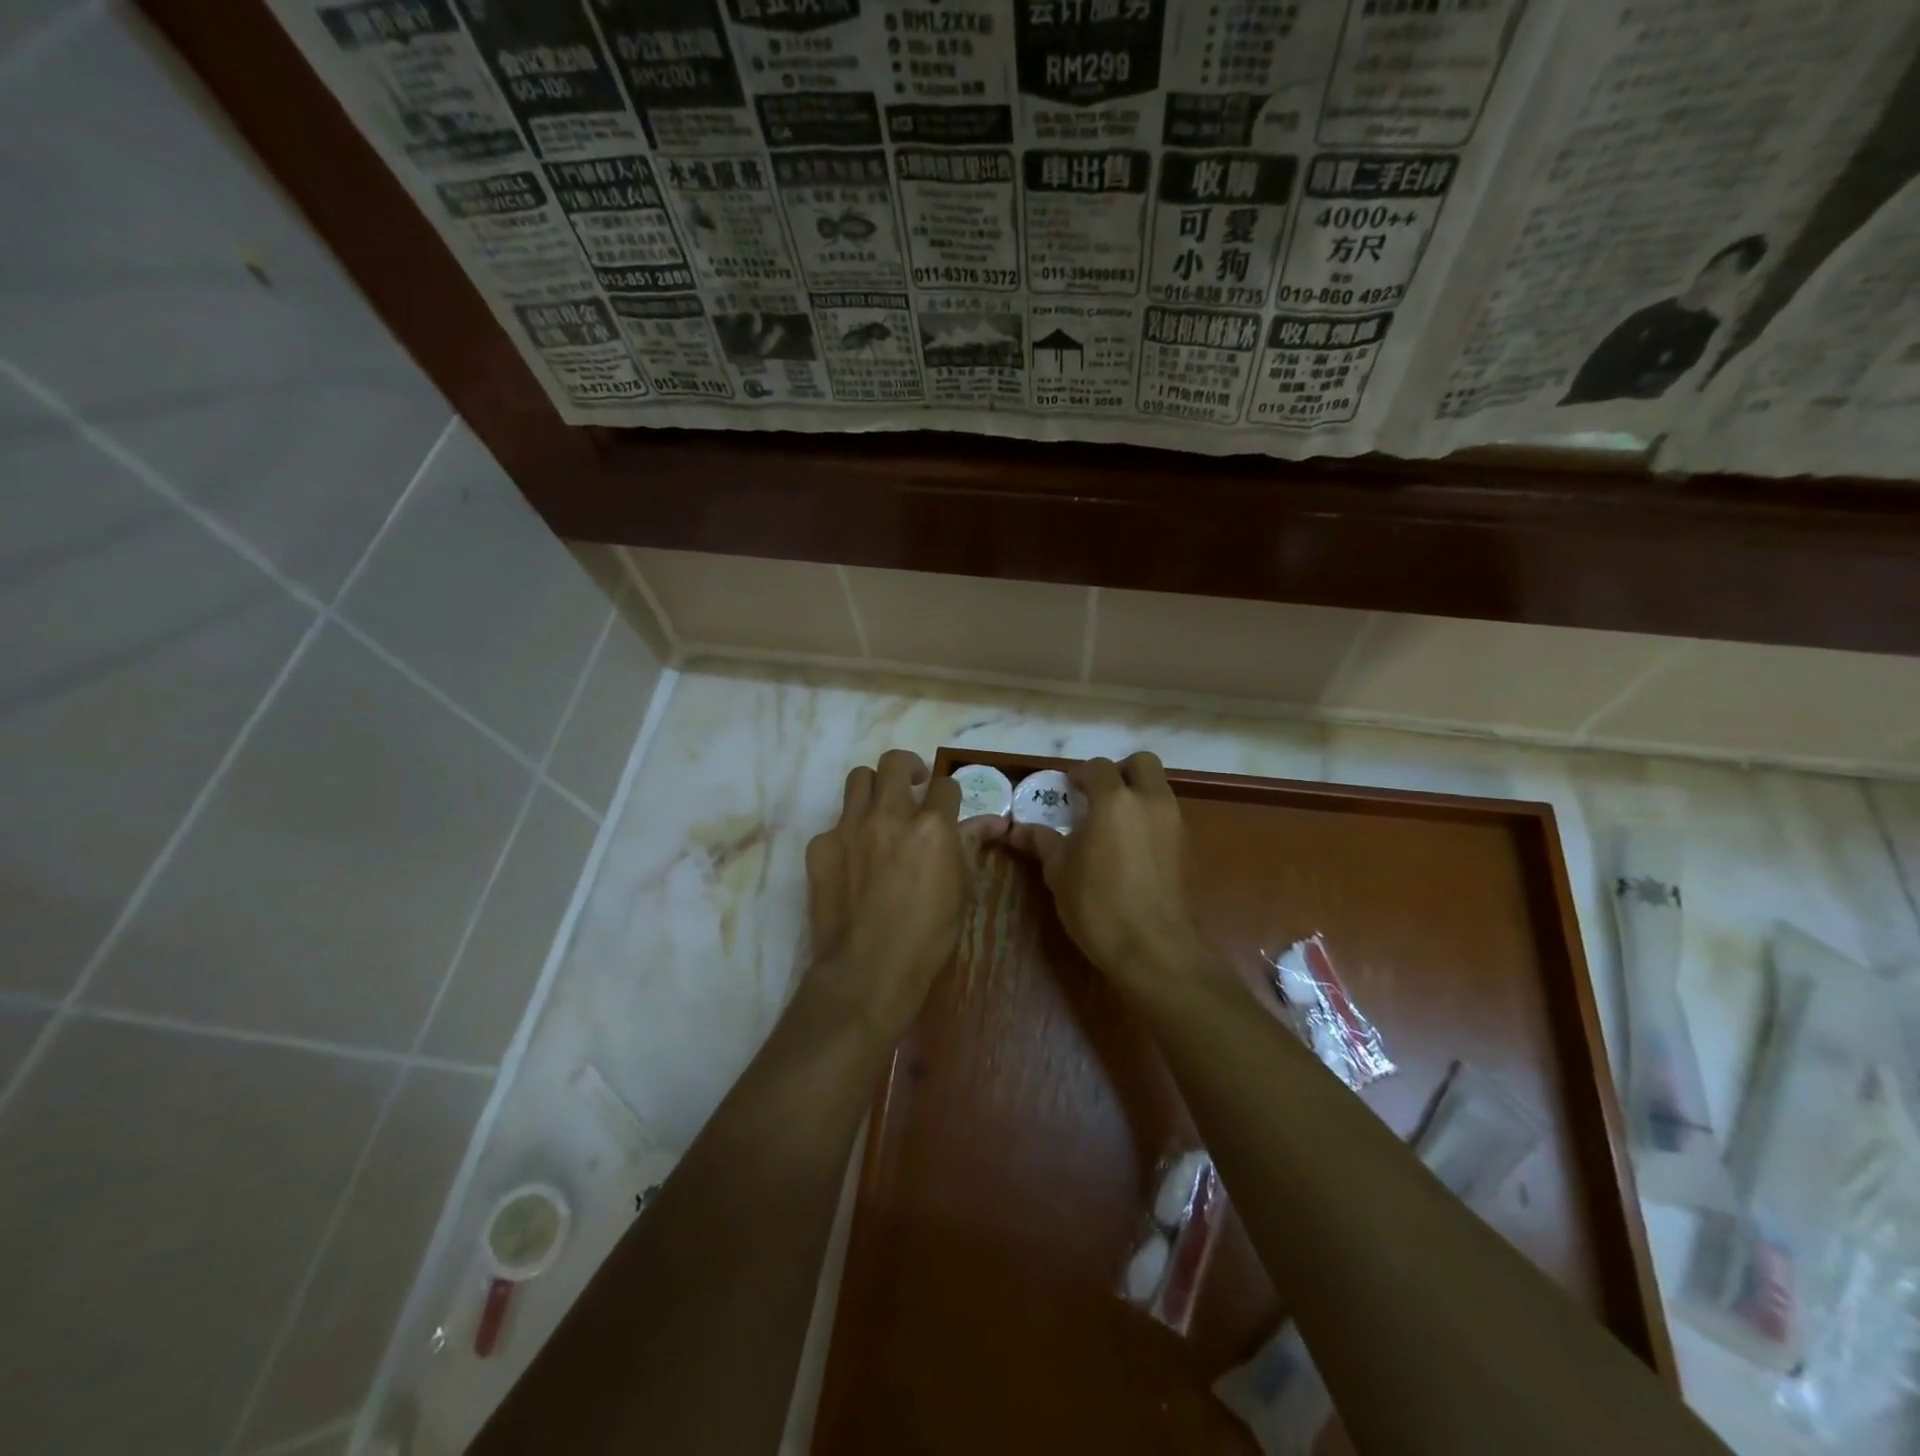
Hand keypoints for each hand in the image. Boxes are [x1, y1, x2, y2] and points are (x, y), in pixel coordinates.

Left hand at [801, 749, 968, 1040]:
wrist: (868, 969)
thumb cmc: (928, 936)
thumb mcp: (961, 891)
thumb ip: (968, 846)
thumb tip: (992, 821)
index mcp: (932, 826)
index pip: (945, 784)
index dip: (948, 793)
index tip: (946, 804)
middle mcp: (890, 815)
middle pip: (894, 763)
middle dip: (907, 769)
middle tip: (912, 787)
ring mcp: (850, 827)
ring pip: (858, 779)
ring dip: (873, 788)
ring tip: (879, 810)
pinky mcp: (820, 846)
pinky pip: (835, 823)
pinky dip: (847, 833)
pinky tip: (852, 860)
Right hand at [1006, 752, 1211, 990]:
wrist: (1154, 950)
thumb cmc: (1098, 905)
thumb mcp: (1060, 872)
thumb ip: (1042, 842)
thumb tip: (1016, 830)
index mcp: (1114, 800)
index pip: (1097, 767)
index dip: (1079, 775)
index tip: (1066, 791)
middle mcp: (1150, 802)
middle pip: (1141, 763)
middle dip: (1119, 772)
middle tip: (1097, 797)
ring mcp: (1175, 824)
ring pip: (1158, 789)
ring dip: (1137, 795)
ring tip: (1112, 826)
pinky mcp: (1188, 848)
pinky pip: (1168, 817)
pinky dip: (1150, 820)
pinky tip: (1131, 850)